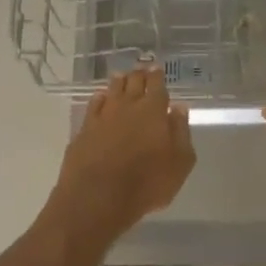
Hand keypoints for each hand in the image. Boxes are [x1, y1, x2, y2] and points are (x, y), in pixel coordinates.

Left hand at [48, 66, 195, 248]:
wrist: (98, 197)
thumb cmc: (147, 183)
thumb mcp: (179, 163)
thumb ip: (181, 132)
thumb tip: (179, 108)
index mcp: (153, 111)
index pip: (157, 86)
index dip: (157, 76)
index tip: (157, 68)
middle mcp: (127, 106)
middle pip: (133, 83)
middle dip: (139, 74)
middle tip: (141, 69)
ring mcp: (103, 116)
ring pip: (112, 90)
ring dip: (119, 81)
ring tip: (122, 76)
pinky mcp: (84, 129)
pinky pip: (93, 105)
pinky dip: (100, 97)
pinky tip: (101, 97)